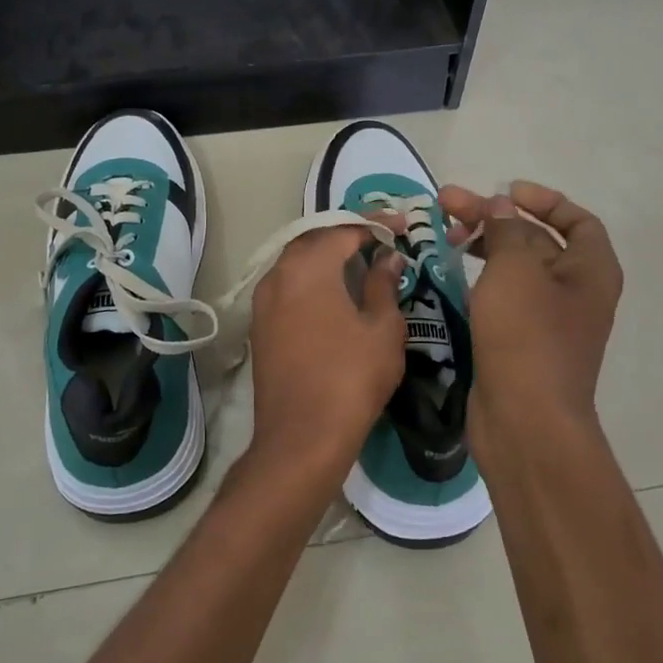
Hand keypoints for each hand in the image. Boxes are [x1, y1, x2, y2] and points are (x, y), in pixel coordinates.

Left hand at [246, 226, 407, 482]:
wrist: (301, 437)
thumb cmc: (351, 378)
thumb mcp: (382, 329)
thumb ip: (383, 285)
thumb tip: (387, 258)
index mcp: (308, 267)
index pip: (344, 230)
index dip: (375, 224)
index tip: (402, 226)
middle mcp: (278, 274)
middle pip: (314, 240)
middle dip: (347, 235)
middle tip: (380, 240)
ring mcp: (264, 300)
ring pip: (297, 262)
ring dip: (327, 256)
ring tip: (359, 262)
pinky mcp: (260, 324)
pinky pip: (287, 285)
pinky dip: (311, 279)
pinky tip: (333, 292)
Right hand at [437, 182, 623, 443]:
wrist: (524, 421)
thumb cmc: (526, 336)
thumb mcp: (516, 270)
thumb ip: (507, 231)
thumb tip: (502, 206)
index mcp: (590, 271)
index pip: (577, 220)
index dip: (543, 200)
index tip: (505, 192)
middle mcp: (574, 293)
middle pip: (536, 241)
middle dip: (494, 220)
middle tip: (447, 206)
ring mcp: (545, 321)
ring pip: (514, 271)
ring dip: (482, 248)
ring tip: (442, 236)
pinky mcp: (518, 343)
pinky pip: (500, 299)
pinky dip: (477, 281)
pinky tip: (447, 274)